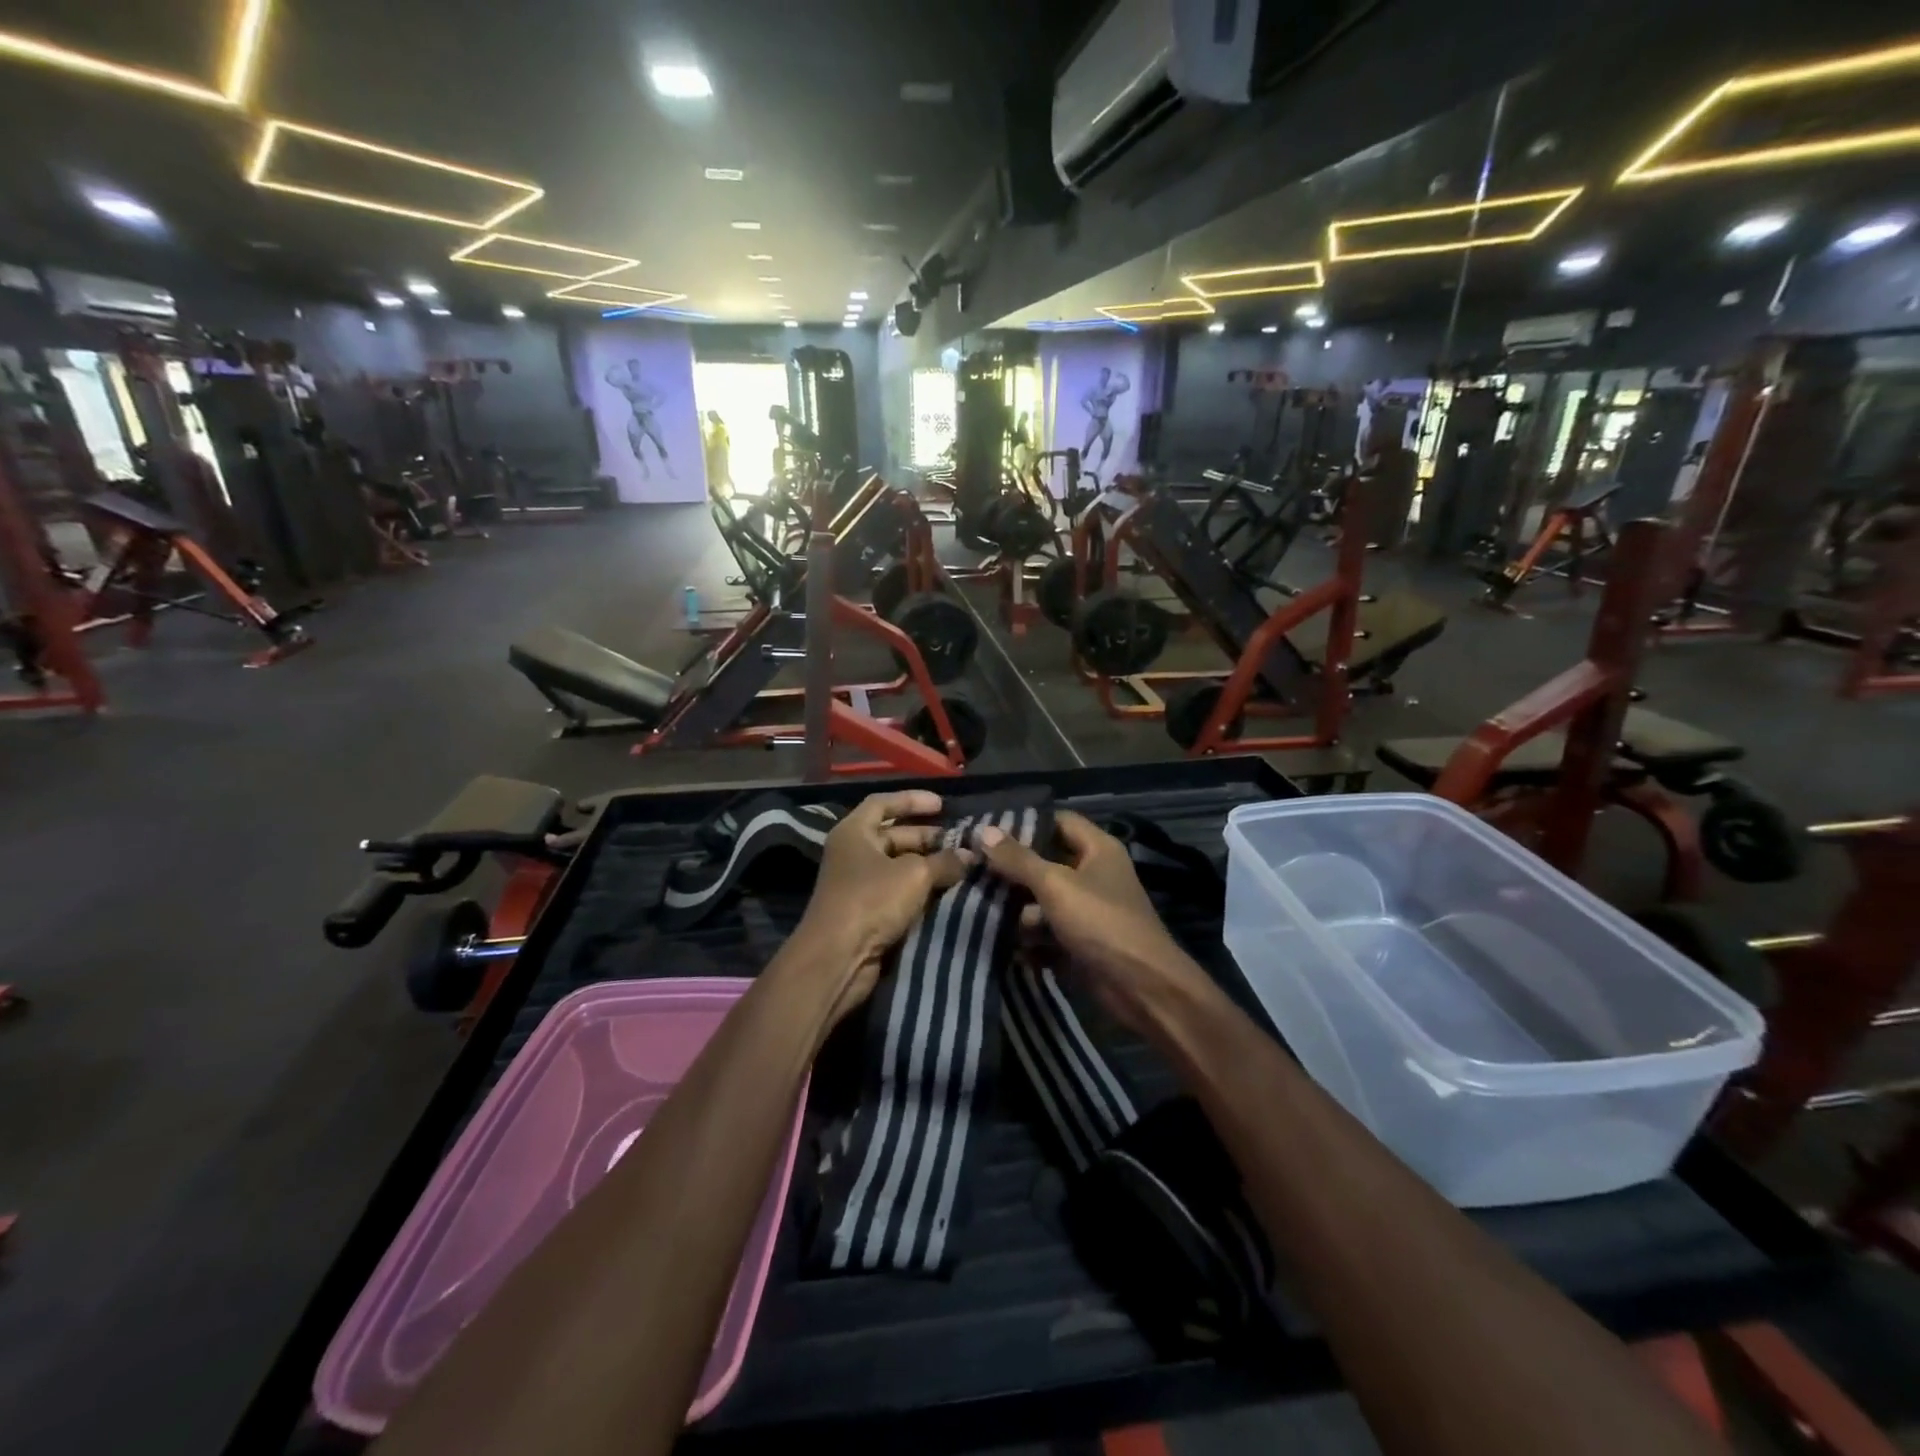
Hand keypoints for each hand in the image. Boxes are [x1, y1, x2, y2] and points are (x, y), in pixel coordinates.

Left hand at [794, 790, 971, 1022]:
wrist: (838, 957)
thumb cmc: (872, 900)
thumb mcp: (915, 874)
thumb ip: (944, 861)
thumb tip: (969, 856)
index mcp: (854, 832)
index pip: (883, 803)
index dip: (912, 800)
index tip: (942, 805)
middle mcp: (853, 853)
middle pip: (892, 835)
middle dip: (926, 837)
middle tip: (959, 841)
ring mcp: (858, 883)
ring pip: (898, 865)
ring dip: (927, 864)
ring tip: (960, 865)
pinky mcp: (866, 911)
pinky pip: (897, 890)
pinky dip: (919, 888)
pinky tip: (946, 890)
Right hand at [976, 812, 1205, 1035]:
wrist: (1141, 988)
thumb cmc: (1101, 923)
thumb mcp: (1056, 885)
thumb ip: (1018, 859)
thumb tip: (983, 830)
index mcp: (1098, 849)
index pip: (1057, 821)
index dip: (1025, 823)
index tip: (987, 830)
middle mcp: (1093, 875)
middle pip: (1046, 863)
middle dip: (1012, 871)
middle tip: (972, 869)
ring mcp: (1087, 911)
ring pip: (1042, 901)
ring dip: (1016, 909)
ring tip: (978, 908)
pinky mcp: (1079, 943)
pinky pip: (1047, 933)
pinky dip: (1027, 938)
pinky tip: (997, 941)